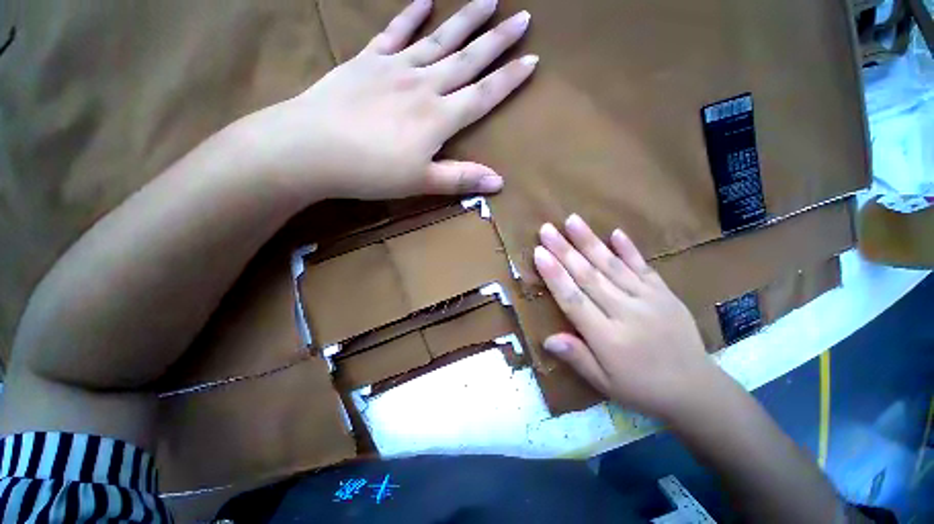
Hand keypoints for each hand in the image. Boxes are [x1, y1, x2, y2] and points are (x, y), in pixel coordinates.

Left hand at [242, 0, 536, 199]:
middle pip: (468, 59)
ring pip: (439, 39)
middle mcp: (424, 85)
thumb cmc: (371, 171)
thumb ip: (461, 179)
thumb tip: (499, 183)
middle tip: (521, 16)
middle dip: (497, 40)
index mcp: (439, 118)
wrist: (311, 149)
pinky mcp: (368, 61)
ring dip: (465, 19)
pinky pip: (394, 32)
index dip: (508, 80)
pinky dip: (410, 15)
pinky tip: (424, 0)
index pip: (483, 95)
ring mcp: (395, 68)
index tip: (531, 59)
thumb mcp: (422, 182)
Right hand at [533, 214, 722, 420]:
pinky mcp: (665, 294)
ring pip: (612, 266)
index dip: (554, 276)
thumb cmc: (641, 389)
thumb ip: (577, 358)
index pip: (573, 300)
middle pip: (589, 276)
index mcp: (608, 338)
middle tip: (547, 229)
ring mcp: (649, 300)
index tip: (539, 253)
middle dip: (564, 251)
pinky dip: (629, 249)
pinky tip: (616, 232)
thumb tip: (547, 339)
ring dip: (590, 242)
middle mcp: (626, 313)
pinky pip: (644, 267)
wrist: (696, 389)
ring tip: (573, 221)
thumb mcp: (604, 384)